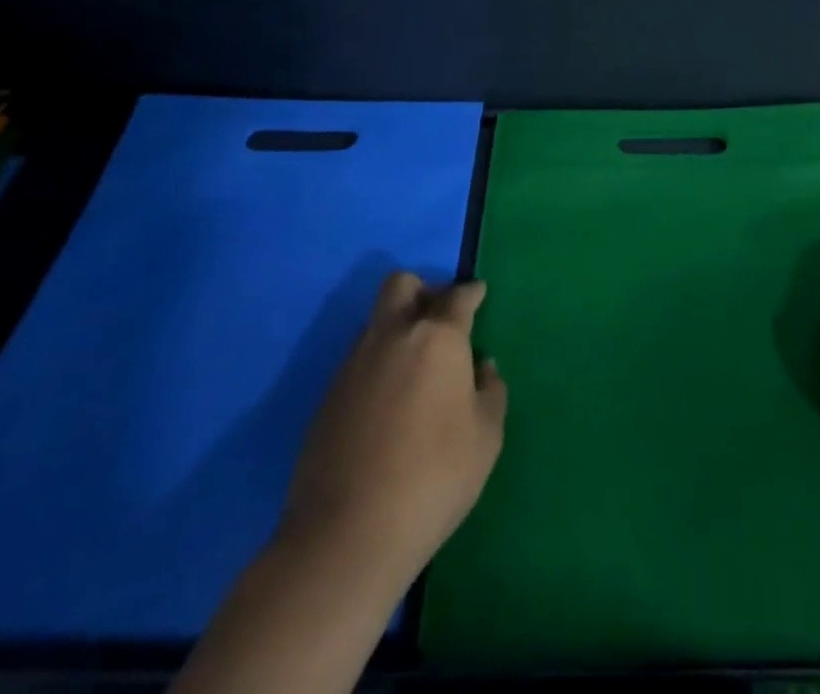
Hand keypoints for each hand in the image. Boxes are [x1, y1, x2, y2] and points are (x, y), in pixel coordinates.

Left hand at [283, 271, 506, 585]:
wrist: (346, 534)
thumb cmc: (433, 478)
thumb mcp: (486, 438)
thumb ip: (491, 392)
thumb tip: (482, 368)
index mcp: (437, 337)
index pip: (457, 297)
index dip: (471, 293)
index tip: (478, 294)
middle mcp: (393, 336)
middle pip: (402, 285)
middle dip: (423, 291)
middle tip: (440, 319)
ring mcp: (354, 363)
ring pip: (378, 321)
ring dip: (398, 328)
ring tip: (417, 367)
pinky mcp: (328, 395)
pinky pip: (360, 359)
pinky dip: (379, 364)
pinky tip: (390, 401)